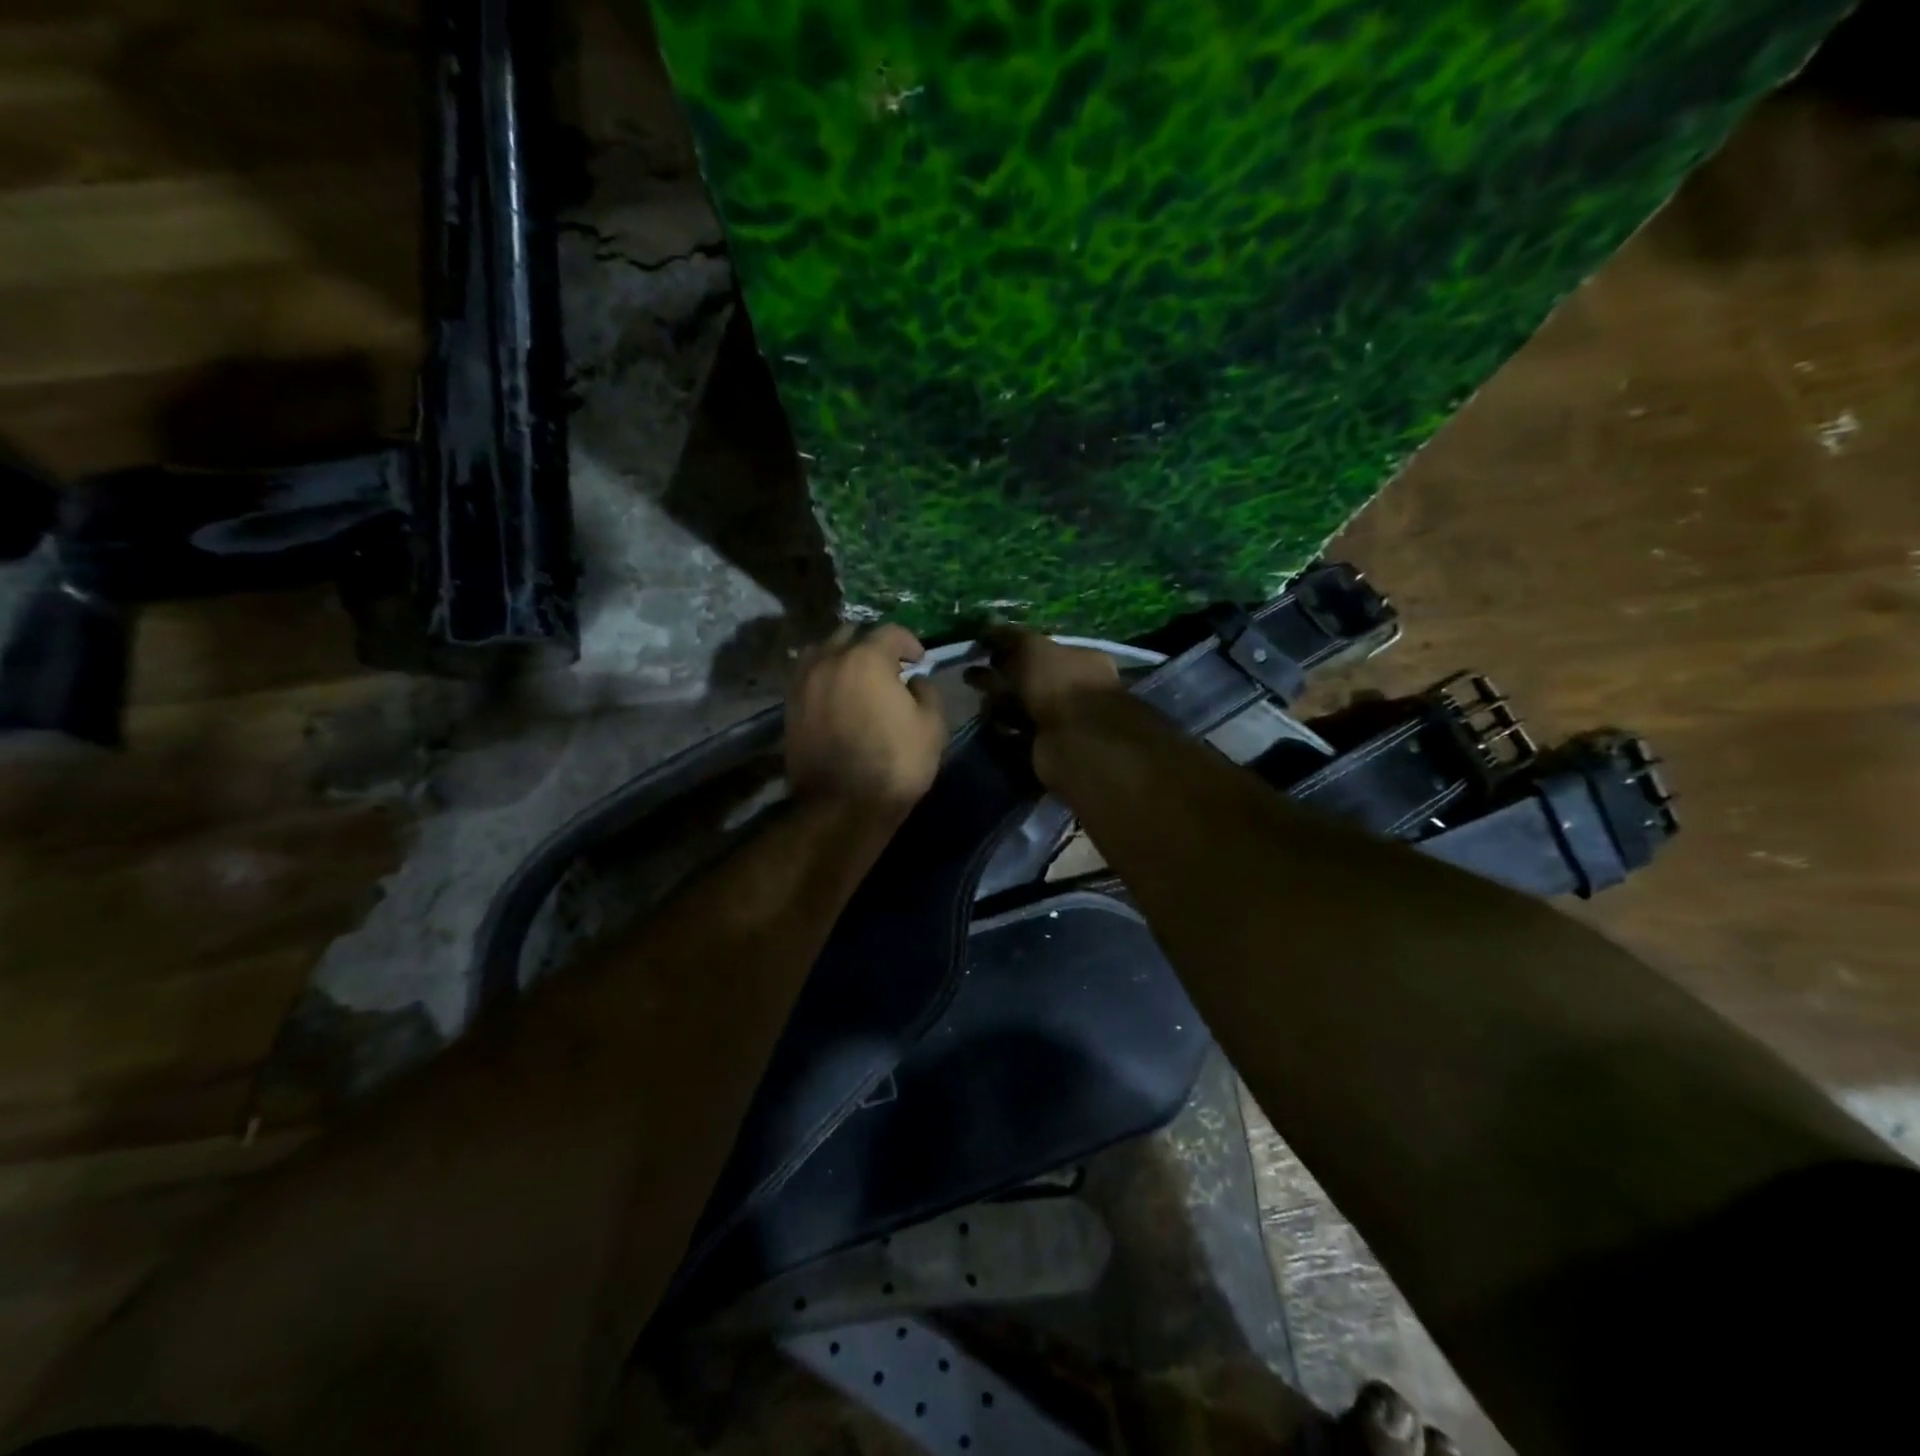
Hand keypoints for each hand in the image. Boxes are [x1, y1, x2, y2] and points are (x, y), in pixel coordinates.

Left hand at [785, 623, 947, 814]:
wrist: (842, 806)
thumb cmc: (895, 764)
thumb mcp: (932, 726)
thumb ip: (927, 691)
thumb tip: (914, 680)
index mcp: (866, 659)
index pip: (890, 632)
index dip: (909, 642)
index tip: (919, 660)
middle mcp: (829, 660)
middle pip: (850, 634)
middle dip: (872, 645)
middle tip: (888, 668)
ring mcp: (803, 683)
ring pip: (822, 652)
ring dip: (842, 658)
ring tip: (857, 680)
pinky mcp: (789, 706)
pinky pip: (807, 677)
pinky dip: (824, 678)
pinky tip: (837, 697)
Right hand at [969, 626, 1121, 729]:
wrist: (1075, 741)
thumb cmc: (1058, 683)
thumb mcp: (1032, 647)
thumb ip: (1009, 637)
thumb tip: (987, 627)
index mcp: (1080, 660)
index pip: (1041, 650)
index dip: (1011, 649)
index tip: (984, 651)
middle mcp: (1075, 690)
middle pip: (1030, 681)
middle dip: (1000, 680)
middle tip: (971, 677)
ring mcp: (1063, 723)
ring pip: (1022, 710)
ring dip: (999, 708)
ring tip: (978, 705)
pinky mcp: (1048, 750)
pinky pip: (1018, 738)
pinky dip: (1004, 733)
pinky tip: (991, 727)